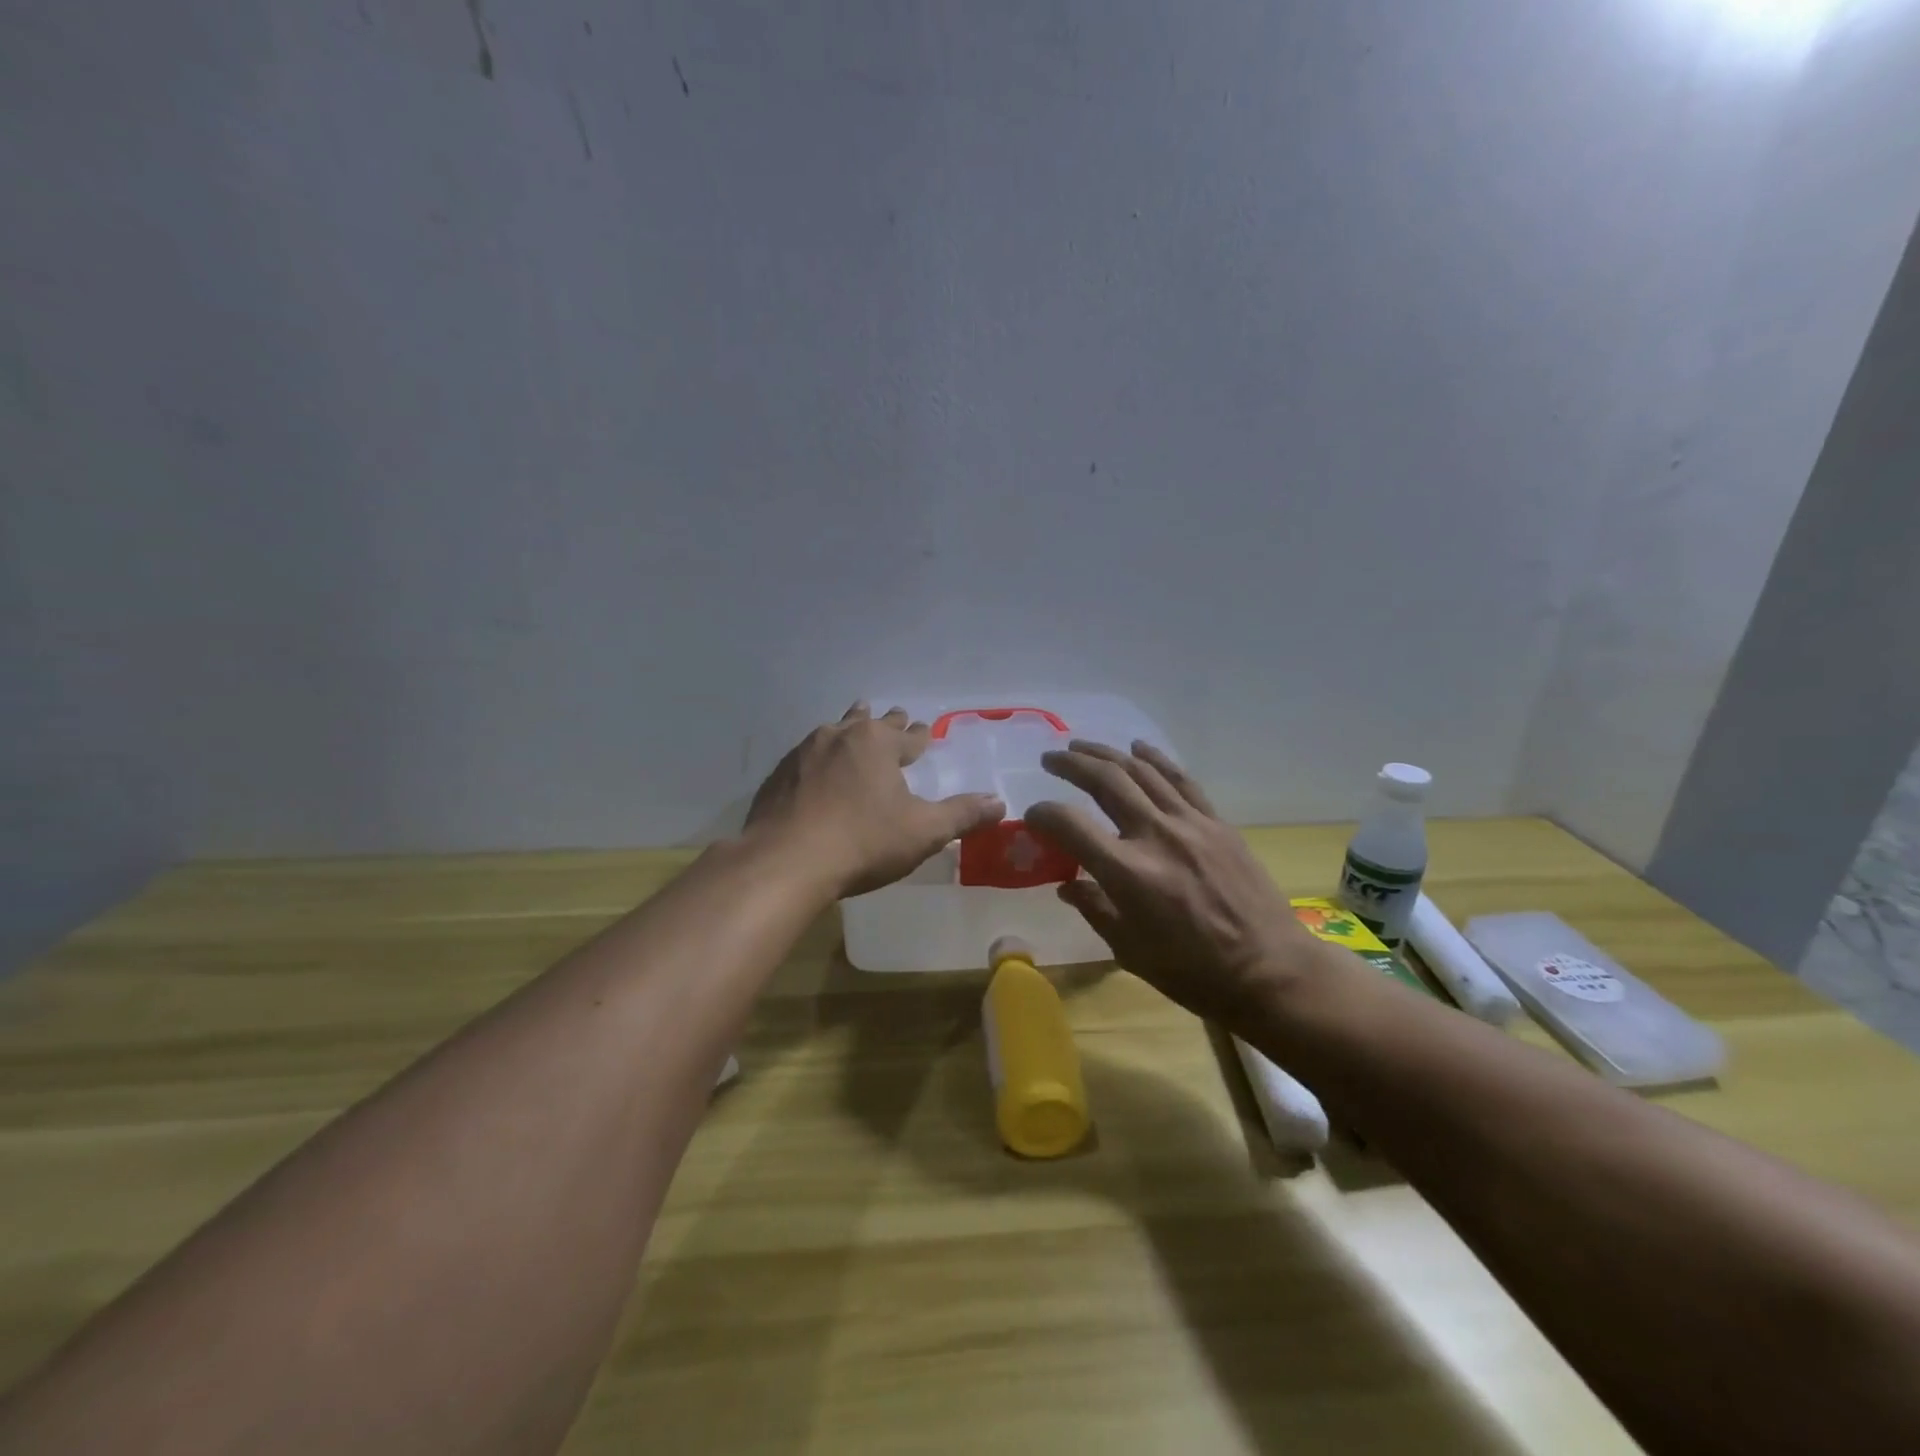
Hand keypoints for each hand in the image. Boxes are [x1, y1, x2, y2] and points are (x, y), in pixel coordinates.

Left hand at [744, 703, 1005, 898]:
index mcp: (877, 743)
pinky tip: (815, 772)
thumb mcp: (923, 832)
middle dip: (885, 722)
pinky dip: (818, 760)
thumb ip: (962, 815)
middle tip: (894, 716)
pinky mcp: (778, 776)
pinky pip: (806, 759)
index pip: (908, 735)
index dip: (920, 735)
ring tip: (852, 725)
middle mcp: (840, 737)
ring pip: (833, 733)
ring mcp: (803, 753)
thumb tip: (999, 803)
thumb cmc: (863, 842)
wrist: (785, 862)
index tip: (925, 730)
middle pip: (868, 722)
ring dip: (848, 730)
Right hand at [1025, 741, 1320, 1024]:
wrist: (1270, 971)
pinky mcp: (1217, 823)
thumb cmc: (1193, 973)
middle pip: (1105, 781)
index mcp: (1129, 873)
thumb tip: (1067, 884)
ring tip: (1082, 746)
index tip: (1032, 817)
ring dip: (1107, 754)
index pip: (1070, 825)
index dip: (1043, 815)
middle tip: (1050, 759)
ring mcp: (1191, 824)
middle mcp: (1156, 836)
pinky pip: (1181, 780)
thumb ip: (1095, 909)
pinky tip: (1138, 748)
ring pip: (1141, 771)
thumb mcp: (1130, 951)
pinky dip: (1156, 760)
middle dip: (1071, 764)